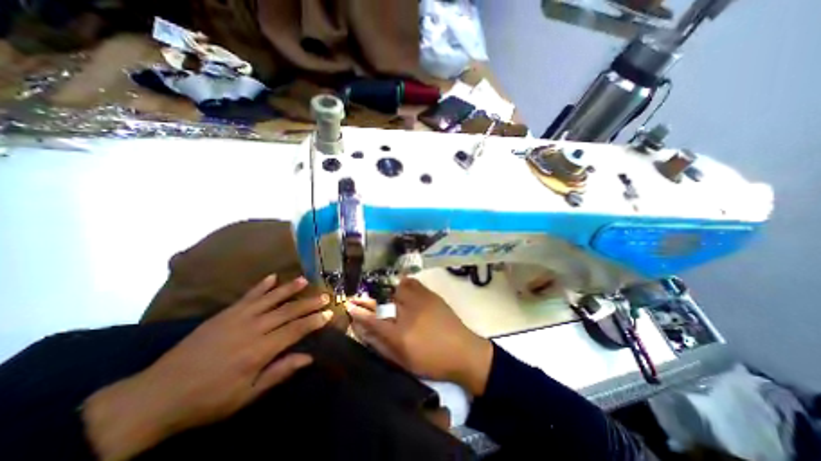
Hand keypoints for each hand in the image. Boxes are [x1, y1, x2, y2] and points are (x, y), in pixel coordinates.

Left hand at [81, 275, 328, 458]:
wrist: (156, 396)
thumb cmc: (207, 400)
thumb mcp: (246, 396)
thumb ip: (279, 373)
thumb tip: (308, 358)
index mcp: (260, 350)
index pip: (296, 330)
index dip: (314, 321)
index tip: (329, 313)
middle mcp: (253, 329)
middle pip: (288, 311)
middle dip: (309, 303)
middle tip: (325, 295)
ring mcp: (238, 318)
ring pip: (271, 298)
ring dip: (289, 288)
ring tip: (305, 280)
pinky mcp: (224, 314)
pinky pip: (247, 296)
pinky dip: (261, 285)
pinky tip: (272, 276)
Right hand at [348, 276, 493, 395]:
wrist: (463, 351)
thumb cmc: (432, 361)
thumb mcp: (404, 362)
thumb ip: (383, 346)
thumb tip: (365, 332)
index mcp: (400, 335)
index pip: (373, 320)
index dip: (359, 312)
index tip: (349, 306)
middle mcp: (408, 314)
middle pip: (384, 300)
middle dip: (372, 299)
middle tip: (367, 300)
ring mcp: (420, 301)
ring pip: (397, 288)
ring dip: (389, 291)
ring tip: (389, 297)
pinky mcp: (431, 295)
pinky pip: (413, 283)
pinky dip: (406, 284)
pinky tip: (404, 287)